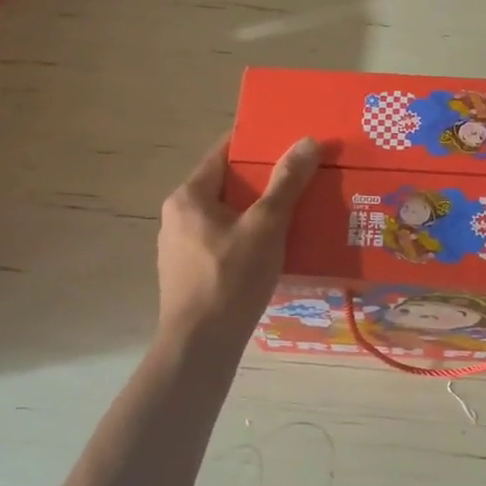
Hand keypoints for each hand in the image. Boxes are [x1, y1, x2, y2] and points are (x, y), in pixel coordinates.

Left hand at [157, 134, 319, 350]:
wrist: (200, 346)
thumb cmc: (230, 278)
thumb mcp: (266, 226)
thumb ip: (287, 183)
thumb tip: (308, 141)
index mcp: (189, 196)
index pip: (223, 153)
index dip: (256, 143)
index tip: (289, 140)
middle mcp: (178, 216)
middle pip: (227, 184)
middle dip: (264, 180)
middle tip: (302, 175)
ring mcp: (181, 247)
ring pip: (227, 215)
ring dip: (259, 210)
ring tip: (296, 209)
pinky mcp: (191, 272)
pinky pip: (225, 240)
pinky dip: (249, 236)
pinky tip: (276, 246)